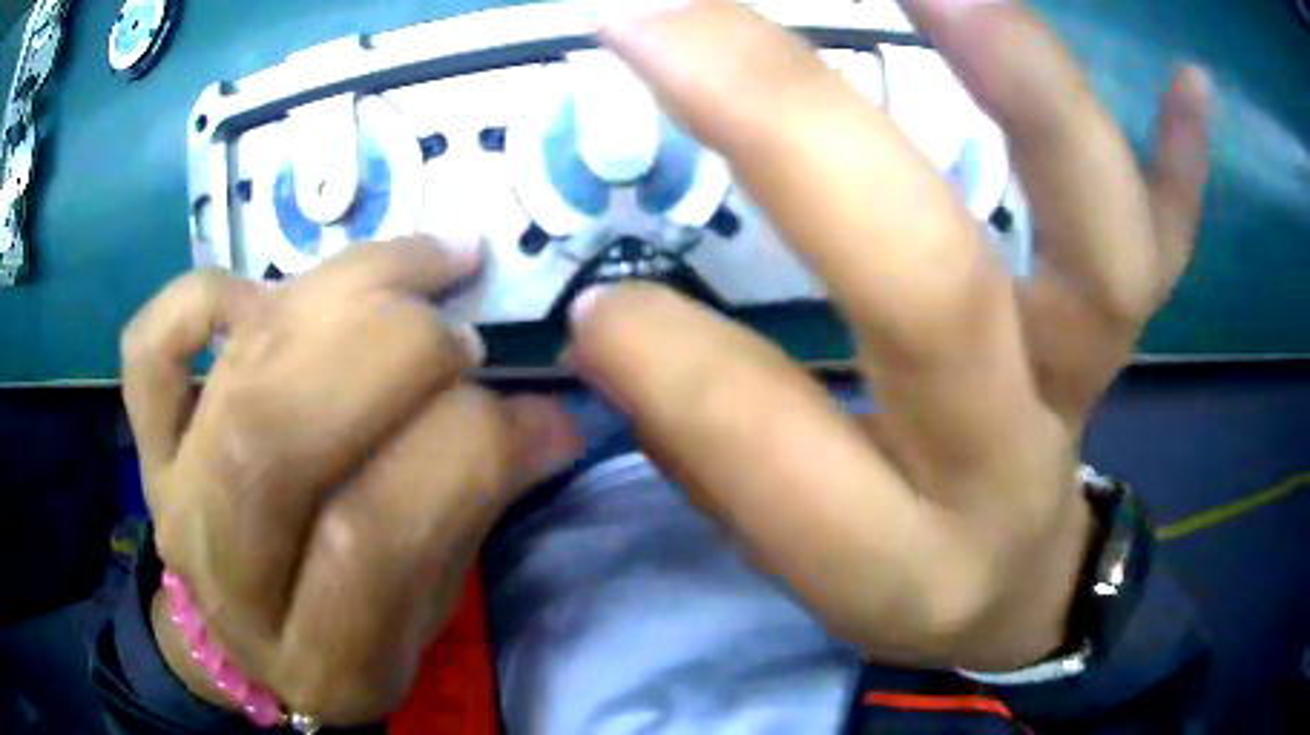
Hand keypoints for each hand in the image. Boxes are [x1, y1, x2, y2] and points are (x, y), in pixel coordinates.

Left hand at [120, 239, 578, 724]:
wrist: (236, 643)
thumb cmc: (345, 637)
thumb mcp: (423, 616)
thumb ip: (467, 515)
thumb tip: (543, 417)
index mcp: (317, 656)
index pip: (372, 537)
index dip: (469, 449)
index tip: (540, 412)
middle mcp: (225, 573)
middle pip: (280, 430)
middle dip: (394, 350)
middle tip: (463, 334)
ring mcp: (170, 495)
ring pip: (238, 364)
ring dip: (344, 290)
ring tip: (421, 271)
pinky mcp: (146, 442)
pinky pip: (151, 343)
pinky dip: (207, 292)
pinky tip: (271, 294)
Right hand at [569, 0, 1211, 669]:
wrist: (1009, 589)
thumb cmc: (897, 579)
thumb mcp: (788, 561)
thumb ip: (707, 445)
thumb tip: (613, 317)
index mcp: (895, 555)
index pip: (772, 451)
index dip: (670, 360)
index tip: (594, 290)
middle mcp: (1006, 459)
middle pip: (932, 287)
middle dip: (789, 124)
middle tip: (677, 16)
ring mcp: (1086, 381)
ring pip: (1099, 240)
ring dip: (1029, 86)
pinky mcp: (1126, 336)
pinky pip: (1172, 239)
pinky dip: (1183, 157)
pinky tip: (1189, 80)